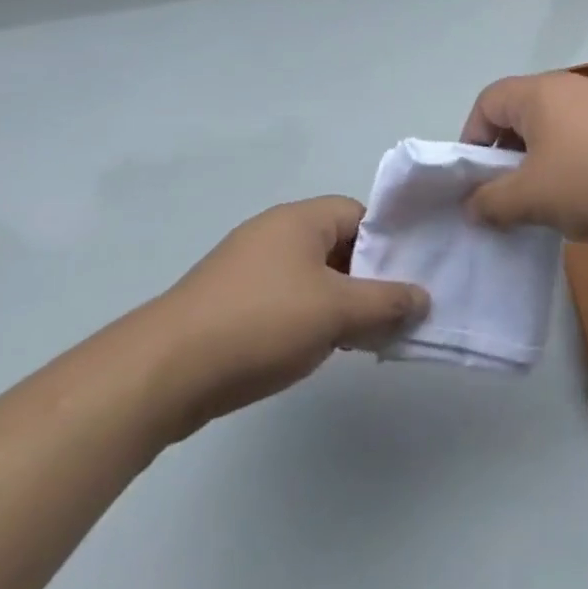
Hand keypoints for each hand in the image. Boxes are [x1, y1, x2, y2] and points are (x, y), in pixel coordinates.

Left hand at [147, 197, 427, 437]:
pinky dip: (303, 319)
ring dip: (335, 303)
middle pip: (338, 245)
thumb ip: (385, 302)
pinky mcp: (228, 301)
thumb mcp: (335, 312)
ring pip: (310, 276)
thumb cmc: (261, 323)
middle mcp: (275, 231)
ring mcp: (247, 266)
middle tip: (388, 313)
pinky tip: (310, 351)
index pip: (361, 216)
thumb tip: (424, 297)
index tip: (407, 279)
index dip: (388, 244)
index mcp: (302, 218)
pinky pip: (282, 299)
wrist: (163, 372)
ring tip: (355, 338)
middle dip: (364, 279)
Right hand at [460, 72, 587, 242]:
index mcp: (539, 92)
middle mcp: (569, 87)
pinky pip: (583, 138)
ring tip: (545, 203)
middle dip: (505, 155)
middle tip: (505, 196)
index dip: (471, 139)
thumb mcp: (531, 197)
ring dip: (539, 163)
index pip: (487, 102)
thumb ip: (491, 201)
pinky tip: (585, 198)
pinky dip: (571, 164)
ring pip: (553, 128)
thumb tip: (471, 204)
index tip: (473, 181)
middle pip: (520, 113)